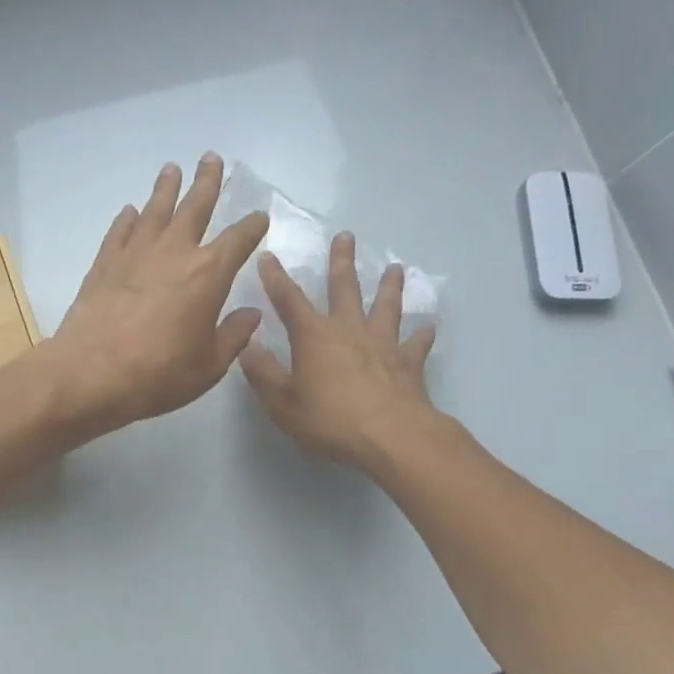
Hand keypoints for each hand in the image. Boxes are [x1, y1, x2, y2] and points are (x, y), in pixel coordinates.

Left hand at [38, 152, 269, 438]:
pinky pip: (120, 231)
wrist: (91, 372)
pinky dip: (128, 219)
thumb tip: (251, 314)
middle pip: (195, 207)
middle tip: (212, 158)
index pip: (239, 240)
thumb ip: (233, 336)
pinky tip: (131, 211)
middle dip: (208, 182)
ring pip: (155, 210)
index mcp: (209, 274)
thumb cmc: (158, 374)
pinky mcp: (105, 263)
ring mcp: (136, 253)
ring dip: (166, 188)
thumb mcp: (208, 366)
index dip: (252, 226)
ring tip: (172, 169)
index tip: (260, 216)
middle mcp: (174, 252)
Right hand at [239, 231, 440, 467]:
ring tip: (395, 268)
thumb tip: (246, 345)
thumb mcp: (282, 402)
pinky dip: (420, 335)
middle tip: (346, 236)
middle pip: (344, 289)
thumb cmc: (329, 419)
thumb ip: (263, 373)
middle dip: (341, 262)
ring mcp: (383, 344)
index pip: (289, 300)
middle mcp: (349, 330)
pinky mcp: (408, 364)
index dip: (276, 278)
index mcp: (314, 336)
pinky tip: (427, 327)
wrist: (391, 436)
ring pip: (386, 307)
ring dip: (389, 287)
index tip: (269, 256)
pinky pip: (415, 344)